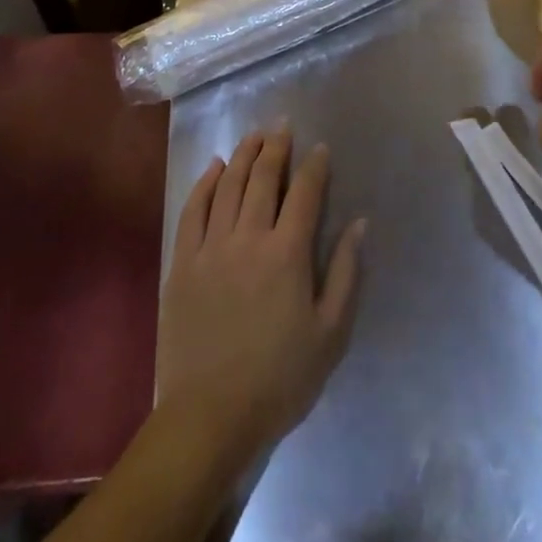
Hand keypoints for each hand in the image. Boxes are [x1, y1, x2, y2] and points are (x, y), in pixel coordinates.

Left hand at [156, 129, 365, 470]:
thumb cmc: (280, 378)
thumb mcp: (330, 334)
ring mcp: (211, 247)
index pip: (305, 193)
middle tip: (282, 124)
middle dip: (276, 146)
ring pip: (228, 185)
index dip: (315, 166)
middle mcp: (249, 237)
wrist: (211, 416)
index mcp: (287, 253)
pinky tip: (214, 167)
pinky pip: (193, 210)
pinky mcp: (182, 262)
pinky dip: (205, 183)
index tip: (320, 148)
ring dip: (243, 155)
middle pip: (264, 178)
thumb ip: (345, 273)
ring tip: (254, 135)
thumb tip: (359, 224)